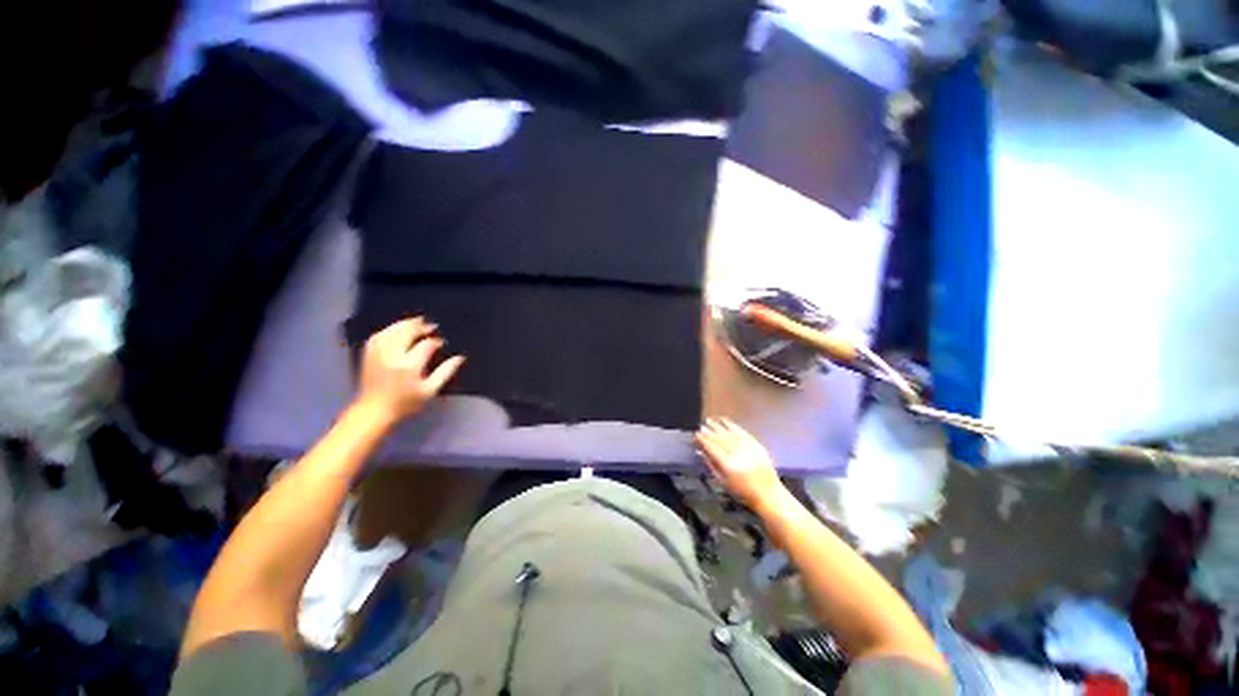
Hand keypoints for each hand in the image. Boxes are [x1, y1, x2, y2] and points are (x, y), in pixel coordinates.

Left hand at [355, 318, 464, 423]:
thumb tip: (460, 358)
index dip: (435, 341)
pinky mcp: (369, 354)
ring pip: (393, 331)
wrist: (374, 410)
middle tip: (432, 326)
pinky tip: (397, 328)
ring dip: (405, 324)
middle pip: (407, 332)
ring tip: (417, 321)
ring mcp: (378, 353)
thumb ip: (445, 372)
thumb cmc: (405, 403)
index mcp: (409, 365)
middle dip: (421, 327)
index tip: (442, 342)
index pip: (426, 345)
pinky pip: (379, 335)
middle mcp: (392, 356)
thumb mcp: (430, 390)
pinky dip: (390, 329)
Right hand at [696, 418, 787, 512]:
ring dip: (719, 426)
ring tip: (710, 420)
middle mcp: (738, 454)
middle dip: (710, 431)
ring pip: (730, 433)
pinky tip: (725, 421)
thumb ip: (711, 465)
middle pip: (721, 439)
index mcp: (728, 465)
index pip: (712, 448)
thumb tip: (700, 451)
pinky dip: (732, 425)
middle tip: (702, 425)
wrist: (768, 494)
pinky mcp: (757, 445)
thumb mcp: (723, 482)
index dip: (703, 440)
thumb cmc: (742, 492)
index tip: (696, 434)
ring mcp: (748, 448)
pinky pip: (742, 432)